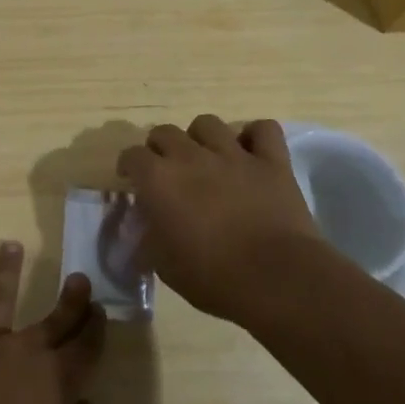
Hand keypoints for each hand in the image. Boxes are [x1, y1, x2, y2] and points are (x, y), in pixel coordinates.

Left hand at [0, 242, 105, 403]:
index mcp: (58, 379)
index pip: (86, 347)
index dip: (96, 328)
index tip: (100, 309)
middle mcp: (26, 350)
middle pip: (53, 319)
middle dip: (71, 298)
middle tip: (79, 276)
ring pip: (0, 296)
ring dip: (8, 270)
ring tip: (12, 244)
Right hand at [118, 115, 320, 322]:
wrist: (276, 279)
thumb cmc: (212, 277)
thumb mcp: (163, 265)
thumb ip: (149, 237)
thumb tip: (146, 227)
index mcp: (159, 179)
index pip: (131, 155)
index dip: (129, 166)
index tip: (132, 180)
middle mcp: (191, 156)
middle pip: (165, 132)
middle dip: (160, 147)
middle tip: (167, 170)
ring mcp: (233, 154)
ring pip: (208, 124)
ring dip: (201, 138)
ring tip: (206, 157)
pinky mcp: (272, 161)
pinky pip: (263, 129)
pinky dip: (255, 137)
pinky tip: (251, 152)